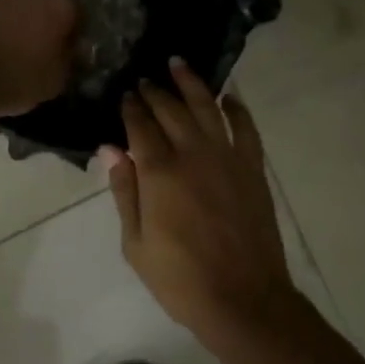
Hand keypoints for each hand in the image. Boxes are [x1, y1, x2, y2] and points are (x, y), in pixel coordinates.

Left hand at [0, 0, 79, 119]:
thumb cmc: (19, 76)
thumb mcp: (57, 79)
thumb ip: (69, 60)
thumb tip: (70, 50)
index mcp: (62, 2)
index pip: (80, 13)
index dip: (77, 34)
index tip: (72, 52)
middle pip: (51, 0)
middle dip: (51, 19)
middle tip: (47, 46)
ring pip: (25, 3)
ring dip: (26, 20)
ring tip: (22, 47)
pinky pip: (3, 11)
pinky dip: (6, 24)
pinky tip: (3, 45)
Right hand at [104, 59, 304, 344]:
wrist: (243, 299)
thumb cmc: (180, 278)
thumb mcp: (136, 243)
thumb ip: (125, 192)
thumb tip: (111, 150)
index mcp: (159, 172)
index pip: (140, 126)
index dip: (131, 107)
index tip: (125, 94)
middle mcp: (193, 154)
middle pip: (171, 110)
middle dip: (155, 91)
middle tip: (145, 80)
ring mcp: (227, 158)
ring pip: (208, 108)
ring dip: (192, 84)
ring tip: (178, 64)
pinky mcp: (253, 169)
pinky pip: (246, 129)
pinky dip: (238, 109)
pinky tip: (229, 97)